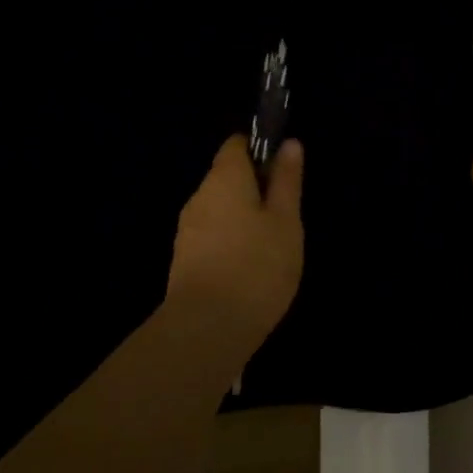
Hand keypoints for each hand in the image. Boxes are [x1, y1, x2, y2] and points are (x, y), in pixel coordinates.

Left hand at [165, 135, 304, 362]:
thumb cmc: (257, 266)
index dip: (260, 150)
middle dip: (254, 189)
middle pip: (227, 178)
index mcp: (224, 178)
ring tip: (271, 247)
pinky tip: (250, 269)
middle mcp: (199, 197)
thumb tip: (289, 144)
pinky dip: (230, 244)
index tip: (283, 171)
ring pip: (219, 210)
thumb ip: (287, 181)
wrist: (207, 329)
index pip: (236, 145)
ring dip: (243, 219)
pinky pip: (212, 238)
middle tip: (286, 216)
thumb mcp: (286, 221)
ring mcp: (187, 230)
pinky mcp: (183, 261)